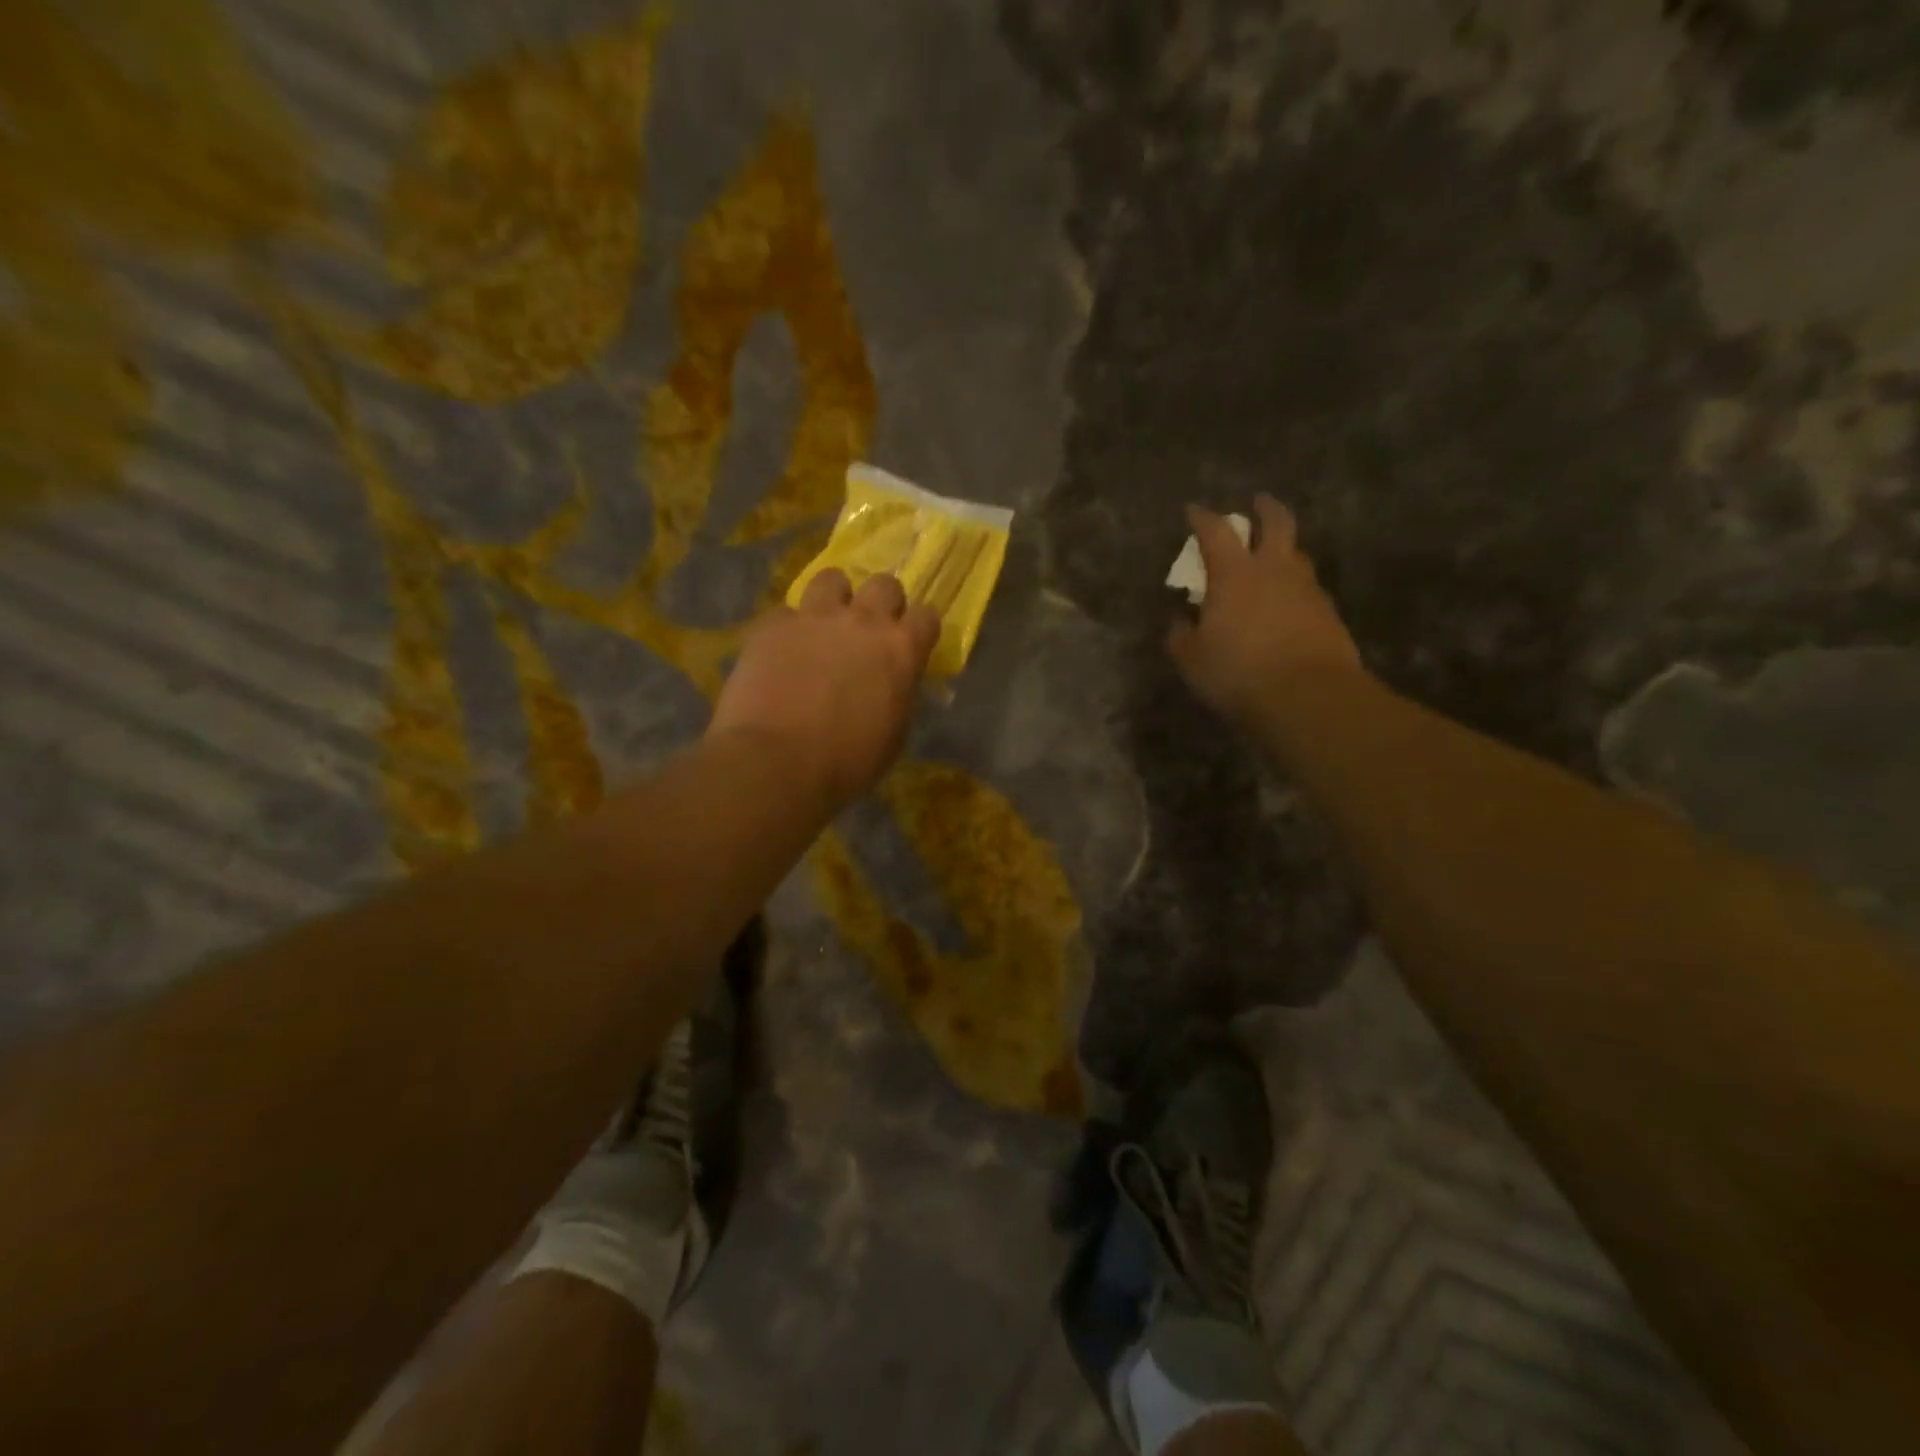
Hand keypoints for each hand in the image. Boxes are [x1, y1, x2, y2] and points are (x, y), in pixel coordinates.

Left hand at [708, 570, 939, 805]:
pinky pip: (785, 613)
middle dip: (881, 603)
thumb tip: (893, 683)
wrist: (776, 762)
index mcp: (901, 649)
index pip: (927, 616)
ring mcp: (814, 617)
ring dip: (833, 599)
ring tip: (823, 626)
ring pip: (831, 579)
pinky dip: (788, 630)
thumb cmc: (846, 763)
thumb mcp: (893, 735)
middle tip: (869, 632)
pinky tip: (781, 654)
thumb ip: (898, 695)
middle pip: (884, 585)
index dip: (920, 629)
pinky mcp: (772, 626)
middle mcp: (863, 621)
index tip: (912, 644)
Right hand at [1167, 495, 1364, 729]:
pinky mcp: (1329, 614)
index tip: (1193, 511)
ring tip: (1272, 560)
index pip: (1216, 532)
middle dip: (1266, 509)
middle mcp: (1275, 570)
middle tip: (1258, 503)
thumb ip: (1181, 635)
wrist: (1308, 697)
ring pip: (1297, 556)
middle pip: (1277, 523)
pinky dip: (1295, 588)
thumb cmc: (1238, 673)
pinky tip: (1287, 605)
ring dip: (1284, 550)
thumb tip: (1180, 621)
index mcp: (1235, 574)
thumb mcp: (1192, 660)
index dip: (1202, 518)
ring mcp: (1308, 590)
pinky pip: (1308, 590)